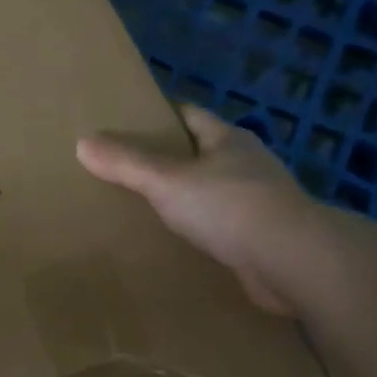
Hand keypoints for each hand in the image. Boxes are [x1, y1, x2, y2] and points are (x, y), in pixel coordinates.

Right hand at [77, 104, 322, 316]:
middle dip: (167, 158)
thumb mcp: (167, 180)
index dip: (159, 115)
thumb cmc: (229, 207)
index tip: (127, 123)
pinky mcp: (262, 235)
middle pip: (199, 152)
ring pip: (210, 190)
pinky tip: (174, 240)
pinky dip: (198, 228)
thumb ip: (126, 163)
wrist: (293, 262)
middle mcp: (246, 164)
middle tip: (124, 168)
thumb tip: (83, 142)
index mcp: (227, 139)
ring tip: (143, 206)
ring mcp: (258, 200)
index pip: (189, 115)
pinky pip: (220, 225)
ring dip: (184, 197)